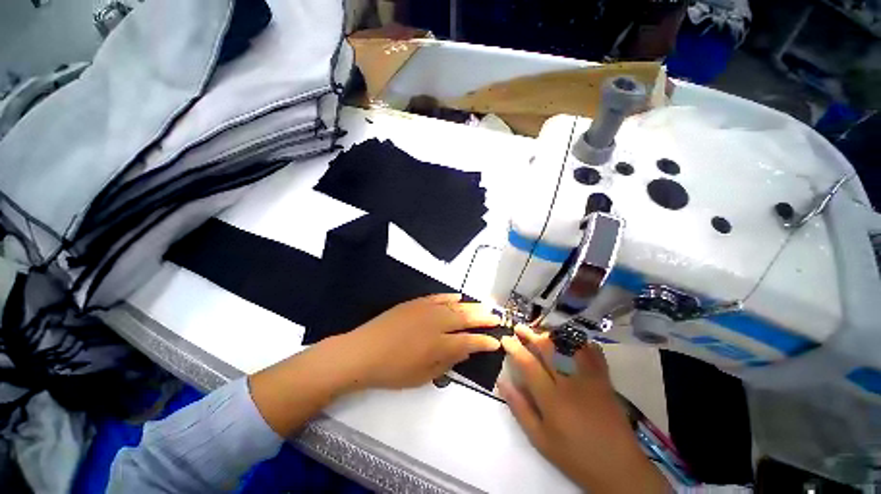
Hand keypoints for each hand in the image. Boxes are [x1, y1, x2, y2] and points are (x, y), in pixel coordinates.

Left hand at [337, 294, 501, 389]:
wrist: (363, 351)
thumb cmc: (393, 371)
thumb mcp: (422, 376)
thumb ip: (447, 362)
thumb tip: (465, 350)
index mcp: (439, 345)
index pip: (470, 341)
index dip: (485, 341)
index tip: (497, 341)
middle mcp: (437, 323)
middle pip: (466, 318)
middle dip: (484, 318)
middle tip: (497, 317)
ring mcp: (426, 309)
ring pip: (455, 305)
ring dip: (472, 306)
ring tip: (485, 306)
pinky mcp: (416, 303)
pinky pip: (438, 297)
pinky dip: (451, 297)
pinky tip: (459, 297)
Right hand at [499, 326, 669, 493]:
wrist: (619, 469)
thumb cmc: (574, 456)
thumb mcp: (540, 439)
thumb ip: (519, 408)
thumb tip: (502, 381)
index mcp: (551, 399)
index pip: (528, 364)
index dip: (514, 348)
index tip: (506, 339)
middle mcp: (570, 383)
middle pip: (548, 349)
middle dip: (531, 335)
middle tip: (520, 328)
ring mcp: (590, 379)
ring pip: (568, 347)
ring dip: (552, 335)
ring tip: (541, 331)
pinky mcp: (605, 380)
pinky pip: (593, 353)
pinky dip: (581, 342)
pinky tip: (571, 339)